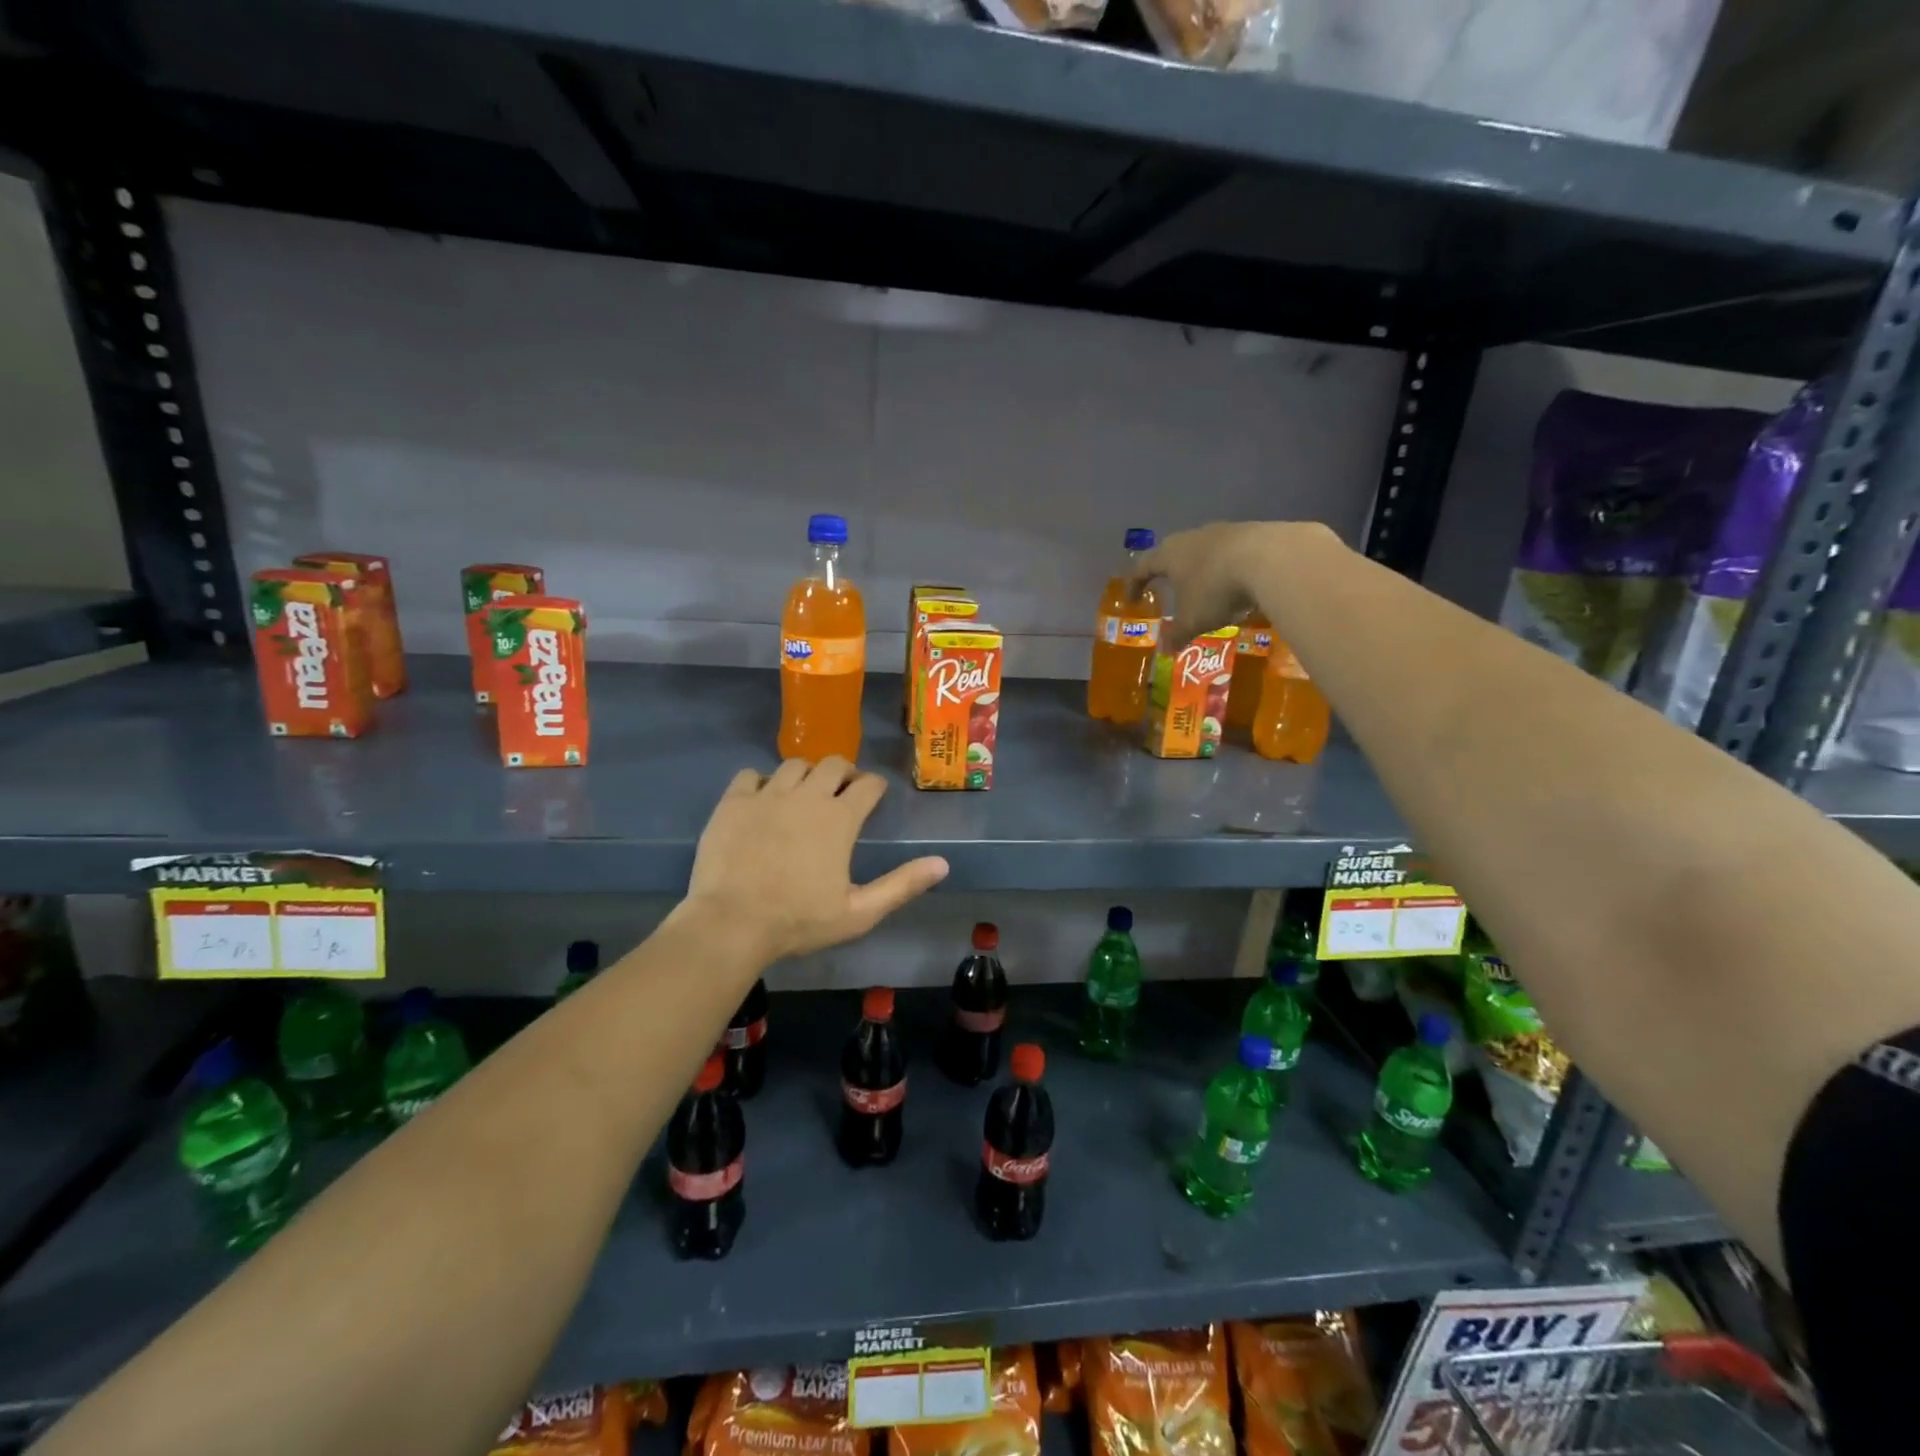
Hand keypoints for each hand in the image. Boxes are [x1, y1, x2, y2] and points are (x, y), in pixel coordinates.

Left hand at [684, 758, 949, 961]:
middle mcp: (807, 796)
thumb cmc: (799, 921)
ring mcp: (767, 795)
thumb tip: (942, 863)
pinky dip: (761, 782)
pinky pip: (751, 775)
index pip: (868, 784)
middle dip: (844, 773)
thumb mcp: (859, 913)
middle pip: (833, 763)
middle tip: (841, 793)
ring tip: (803, 795)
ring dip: (805, 775)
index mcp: (840, 819)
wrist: (731, 924)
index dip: (875, 787)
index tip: (874, 796)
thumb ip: (902, 885)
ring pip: (794, 765)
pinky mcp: (734, 802)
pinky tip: (762, 801)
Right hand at [1132, 521, 1312, 647]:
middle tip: (1169, 588)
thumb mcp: (1193, 620)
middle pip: (1173, 553)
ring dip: (1201, 569)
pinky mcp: (1252, 532)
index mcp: (1170, 555)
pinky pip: (1232, 552)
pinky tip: (1239, 585)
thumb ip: (1177, 635)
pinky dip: (1228, 568)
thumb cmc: (1216, 590)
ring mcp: (1223, 531)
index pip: (1143, 567)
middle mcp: (1192, 538)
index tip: (1132, 599)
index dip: (1135, 584)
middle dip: (1170, 572)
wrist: (1269, 559)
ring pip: (1204, 551)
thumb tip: (1165, 650)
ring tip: (1206, 589)